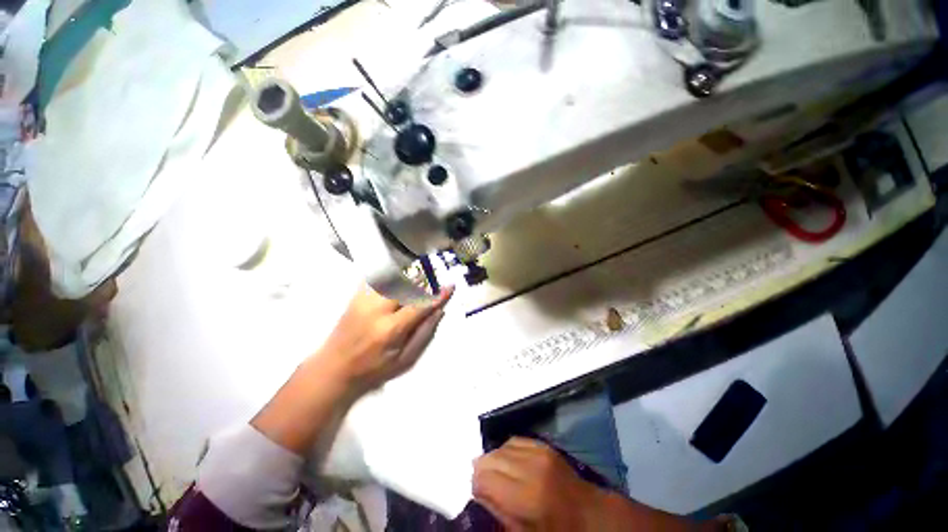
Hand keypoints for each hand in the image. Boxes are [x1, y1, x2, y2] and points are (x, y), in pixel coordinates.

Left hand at [317, 284, 453, 393]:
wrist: (333, 369)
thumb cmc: (373, 369)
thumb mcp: (404, 360)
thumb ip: (423, 334)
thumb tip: (439, 311)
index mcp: (391, 329)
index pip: (420, 306)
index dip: (437, 295)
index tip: (450, 286)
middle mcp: (377, 310)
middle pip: (406, 285)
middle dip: (424, 280)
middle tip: (435, 280)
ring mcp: (363, 301)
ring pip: (391, 278)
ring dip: (409, 275)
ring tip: (420, 275)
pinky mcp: (355, 297)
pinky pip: (376, 278)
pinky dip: (390, 275)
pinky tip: (398, 276)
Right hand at [473, 438, 601, 530]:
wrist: (589, 514)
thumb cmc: (556, 531)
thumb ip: (498, 511)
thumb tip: (478, 491)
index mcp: (526, 497)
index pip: (484, 478)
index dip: (476, 485)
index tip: (478, 494)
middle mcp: (530, 467)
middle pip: (491, 458)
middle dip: (482, 470)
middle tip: (484, 484)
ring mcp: (539, 452)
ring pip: (501, 447)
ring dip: (494, 459)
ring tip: (496, 474)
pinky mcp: (544, 445)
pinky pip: (515, 440)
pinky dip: (507, 450)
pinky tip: (509, 462)